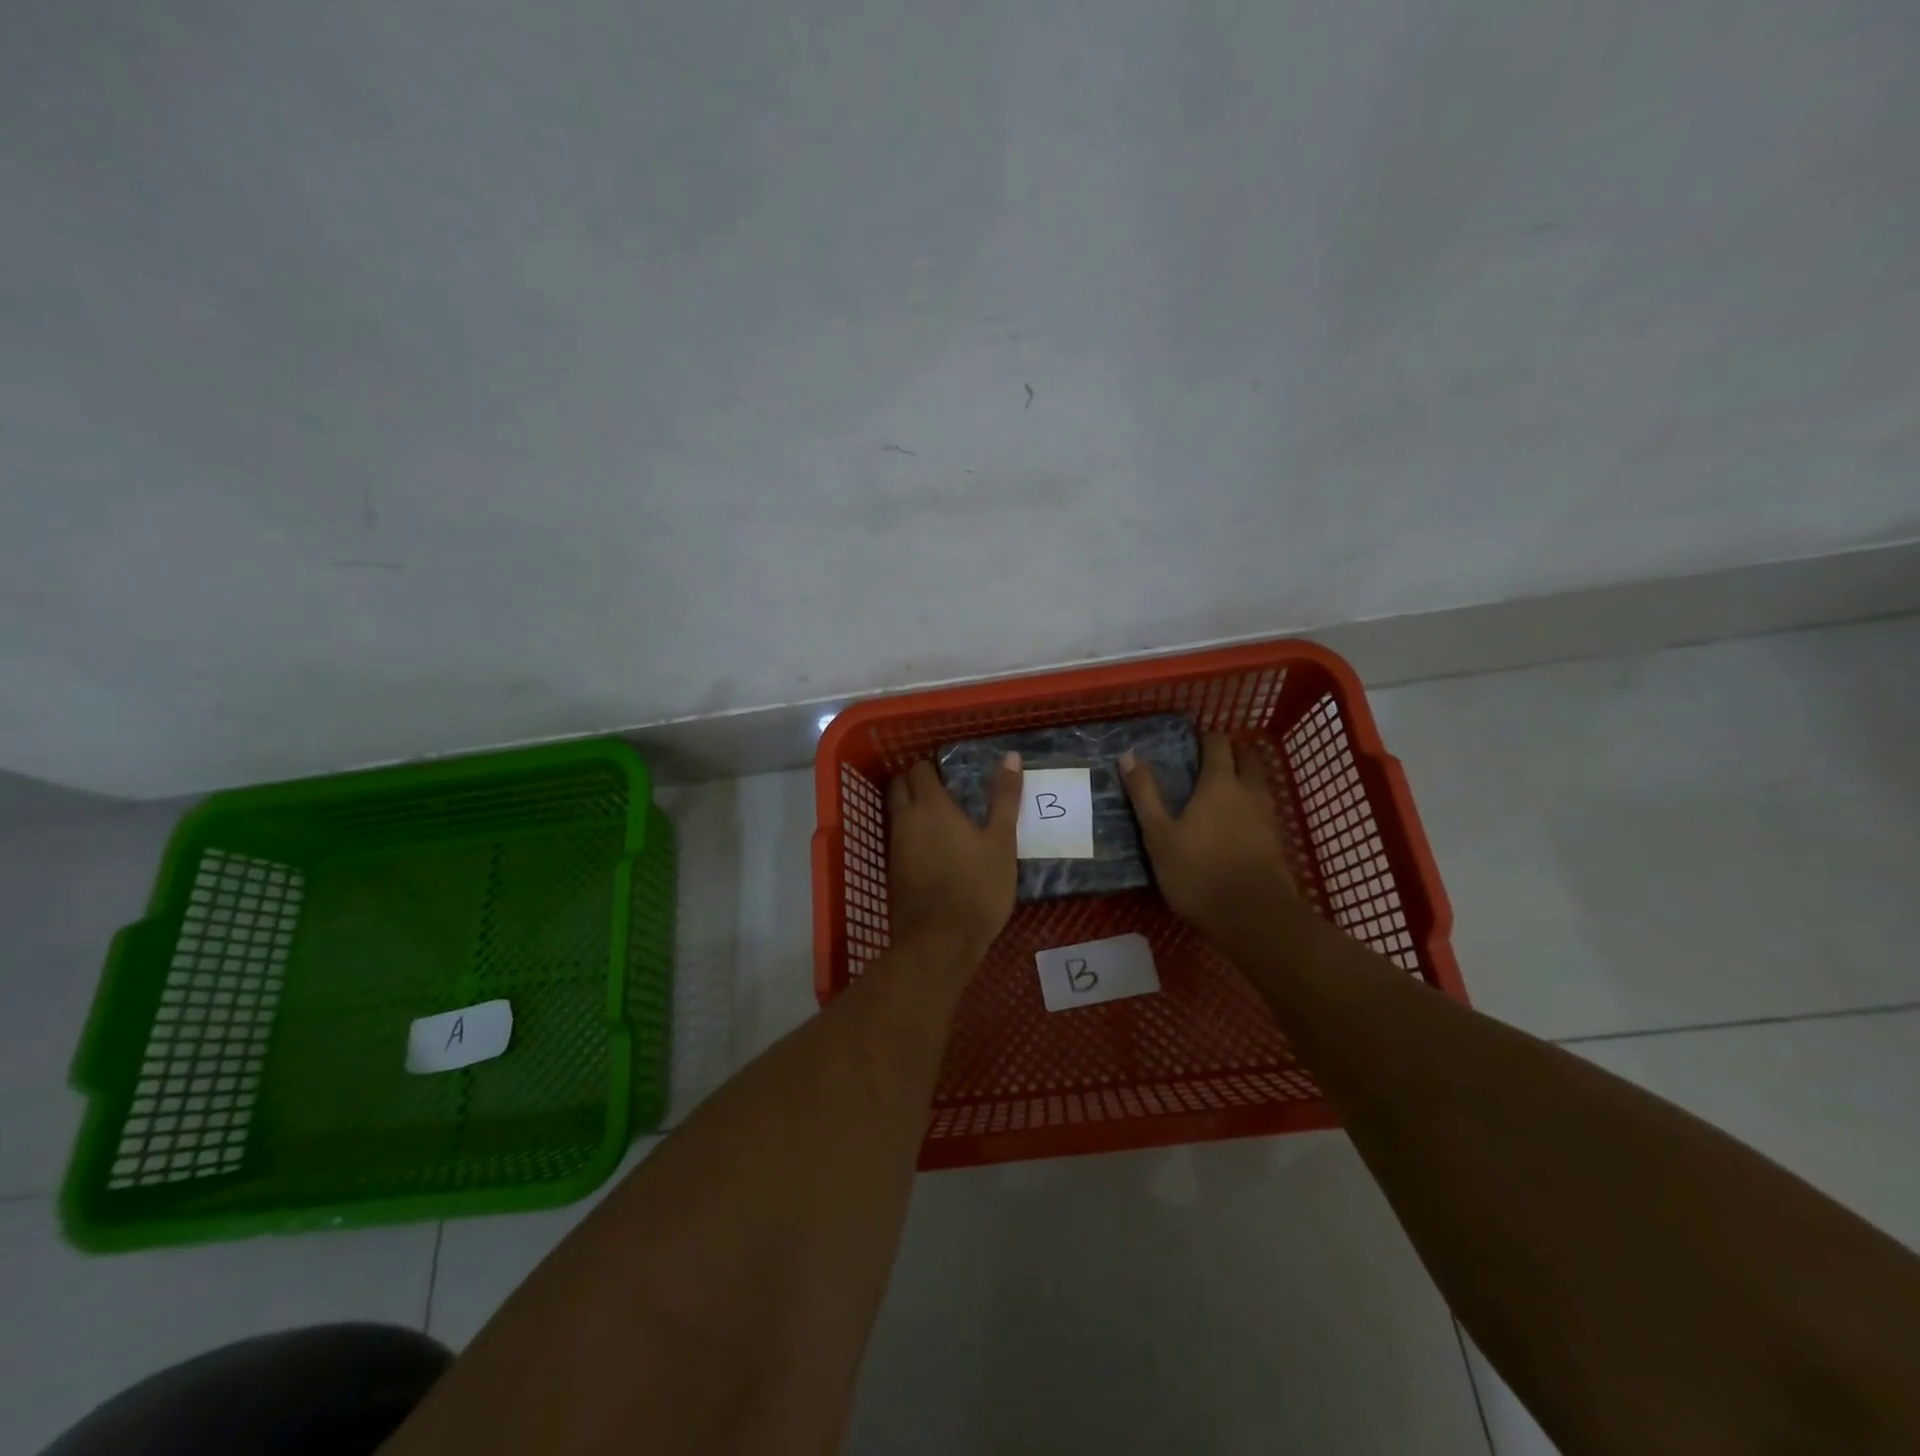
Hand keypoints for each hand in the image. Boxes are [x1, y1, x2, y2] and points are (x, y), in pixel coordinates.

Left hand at [886, 755, 1022, 966]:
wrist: (940, 941)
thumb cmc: (977, 886)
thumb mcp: (1001, 841)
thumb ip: (1005, 797)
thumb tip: (1011, 756)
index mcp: (931, 805)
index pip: (920, 769)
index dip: (934, 767)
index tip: (953, 774)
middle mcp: (906, 819)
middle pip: (900, 786)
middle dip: (916, 782)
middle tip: (946, 791)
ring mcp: (895, 846)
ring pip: (896, 813)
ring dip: (911, 808)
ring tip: (943, 818)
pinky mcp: (893, 871)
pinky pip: (898, 839)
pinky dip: (911, 834)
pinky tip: (934, 848)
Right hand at [1120, 733, 1294, 933]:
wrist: (1254, 919)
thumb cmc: (1198, 873)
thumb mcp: (1159, 835)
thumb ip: (1145, 794)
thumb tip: (1129, 755)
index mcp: (1220, 784)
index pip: (1218, 743)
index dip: (1205, 738)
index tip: (1189, 744)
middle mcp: (1249, 792)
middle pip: (1248, 757)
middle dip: (1231, 753)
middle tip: (1206, 764)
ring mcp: (1268, 817)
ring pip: (1259, 784)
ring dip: (1243, 779)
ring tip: (1217, 794)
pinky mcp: (1277, 843)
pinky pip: (1264, 810)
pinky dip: (1250, 807)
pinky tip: (1233, 826)